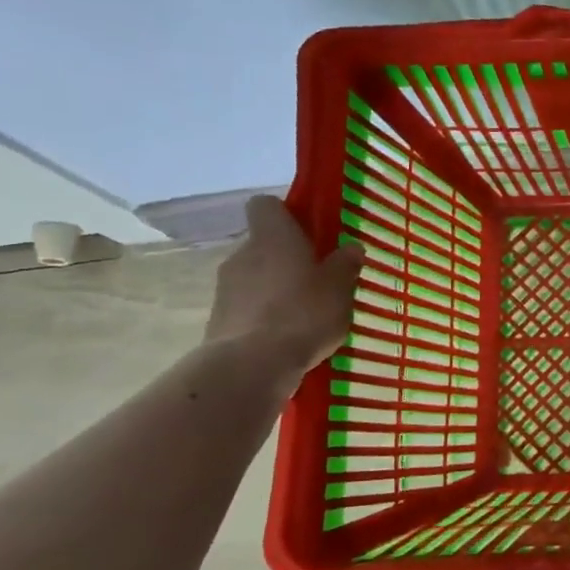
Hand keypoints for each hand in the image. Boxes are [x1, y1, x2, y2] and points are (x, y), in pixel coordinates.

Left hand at [204, 196, 361, 387]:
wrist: (251, 364)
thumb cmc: (303, 313)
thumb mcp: (339, 288)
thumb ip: (345, 265)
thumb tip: (350, 247)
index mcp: (272, 236)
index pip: (266, 205)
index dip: (287, 214)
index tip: (311, 233)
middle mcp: (243, 253)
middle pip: (264, 244)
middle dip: (289, 258)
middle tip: (320, 280)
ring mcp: (226, 287)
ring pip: (256, 276)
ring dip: (277, 288)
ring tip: (307, 314)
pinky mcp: (219, 318)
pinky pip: (248, 306)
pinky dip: (266, 314)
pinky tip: (289, 336)